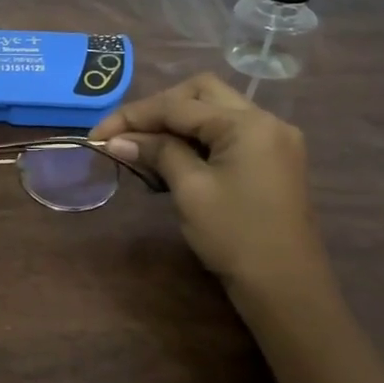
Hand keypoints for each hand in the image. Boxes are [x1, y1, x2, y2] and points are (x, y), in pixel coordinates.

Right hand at [92, 74, 340, 317]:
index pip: (178, 105)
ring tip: (144, 149)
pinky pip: (228, 133)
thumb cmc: (235, 237)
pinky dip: (198, 138)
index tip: (97, 135)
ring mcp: (273, 140)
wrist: (286, 288)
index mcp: (247, 124)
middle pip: (201, 93)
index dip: (133, 116)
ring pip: (215, 111)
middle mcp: (266, 120)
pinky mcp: (273, 160)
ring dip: (177, 123)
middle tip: (127, 135)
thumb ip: (157, 153)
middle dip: (159, 109)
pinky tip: (174, 159)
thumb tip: (118, 140)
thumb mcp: (190, 190)